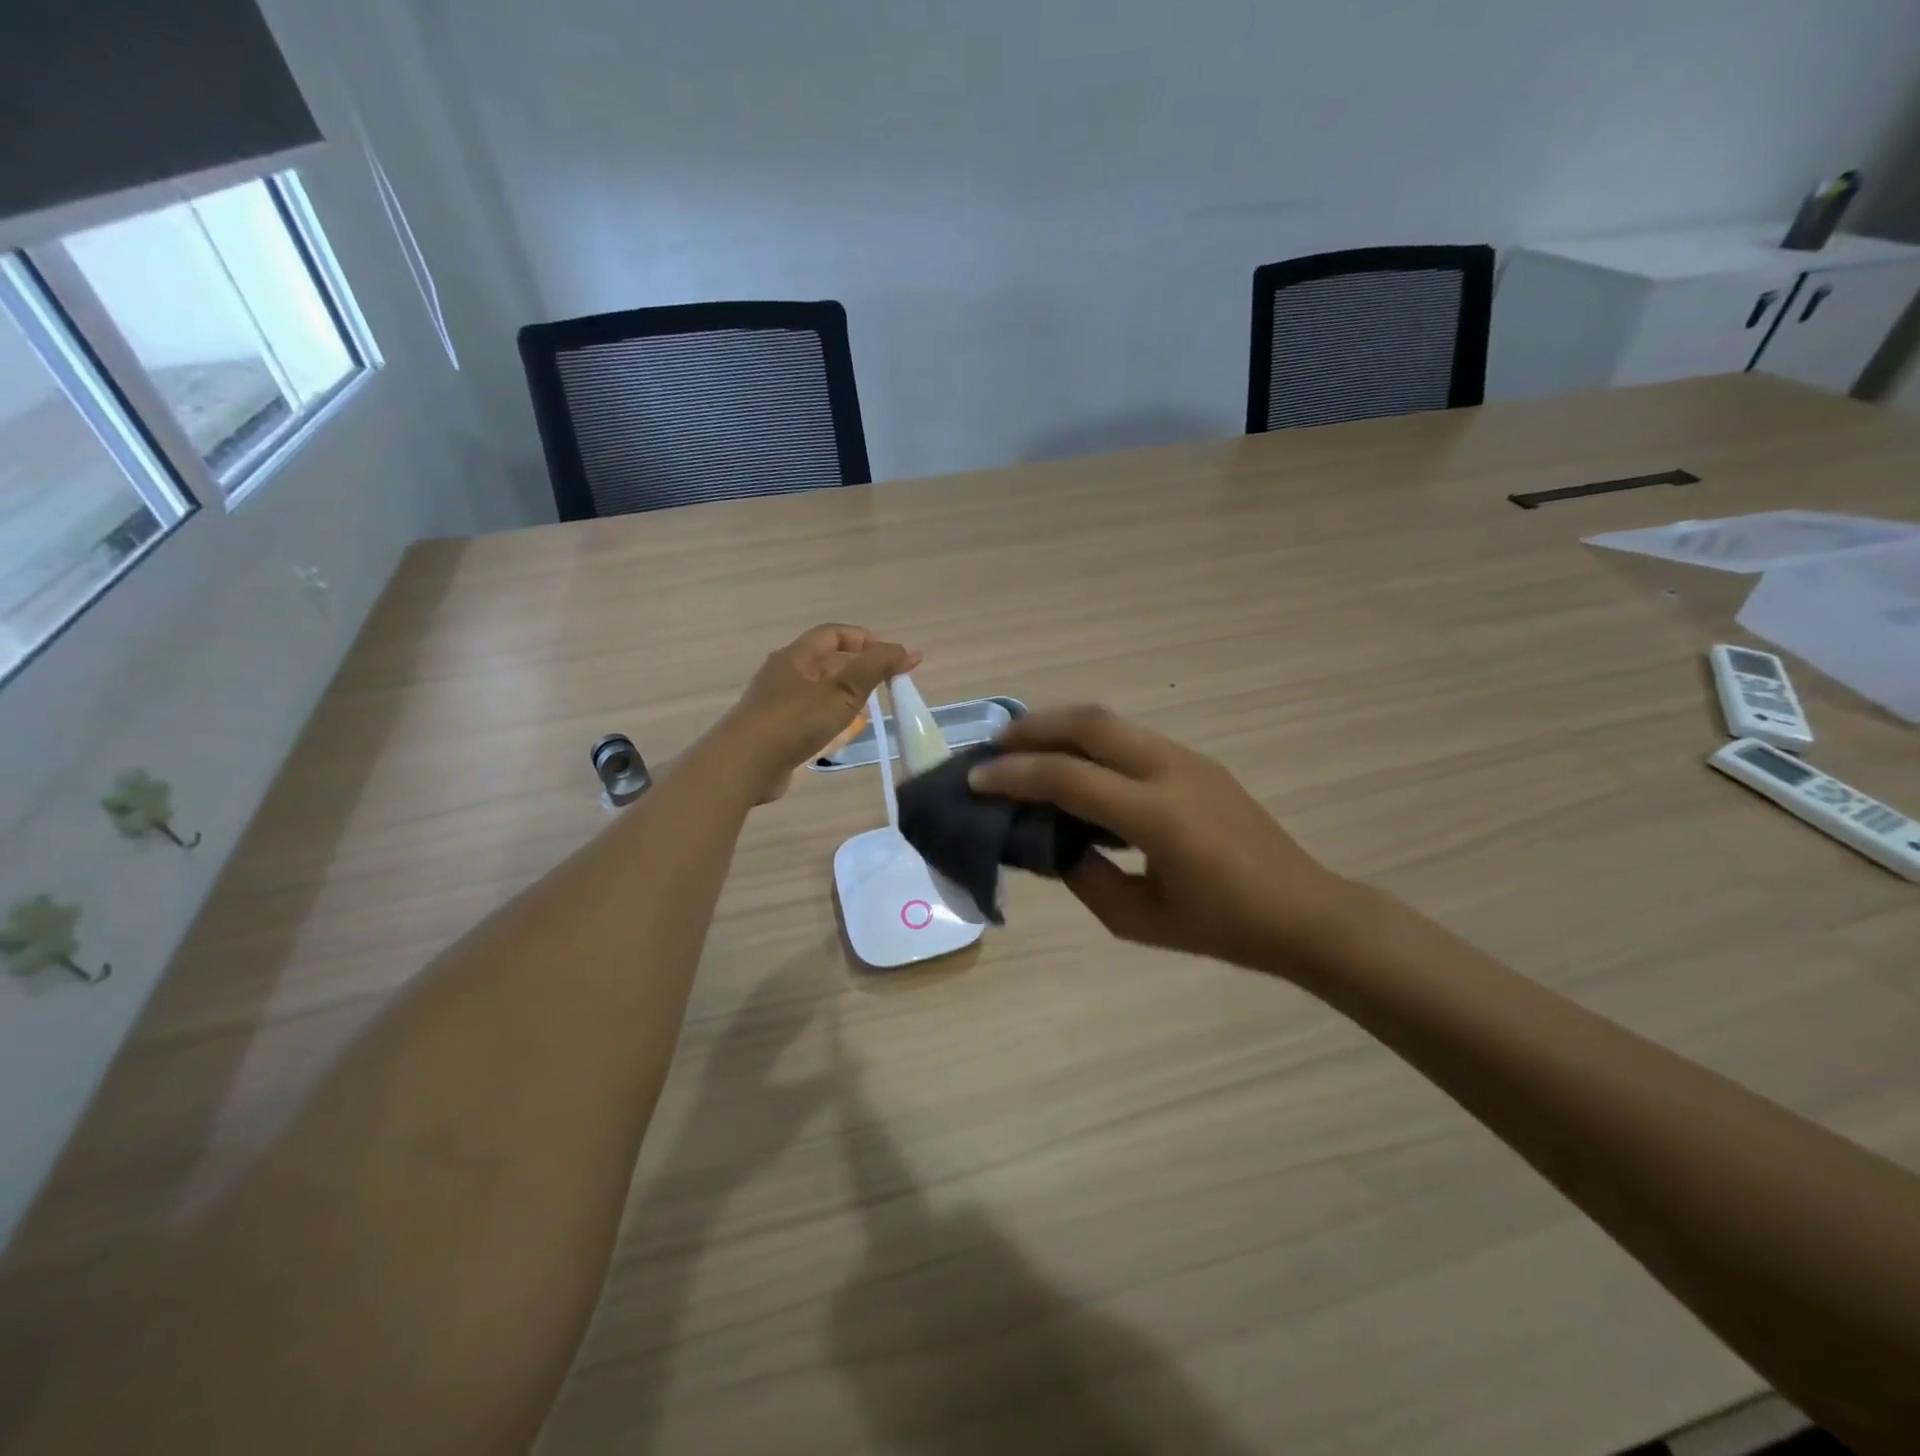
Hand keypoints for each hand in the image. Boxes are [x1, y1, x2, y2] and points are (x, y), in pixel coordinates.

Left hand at [721, 625, 919, 802]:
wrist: (743, 765)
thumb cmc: (795, 721)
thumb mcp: (842, 691)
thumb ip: (877, 668)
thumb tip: (911, 650)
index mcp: (796, 656)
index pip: (833, 634)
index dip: (864, 639)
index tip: (891, 657)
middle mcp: (783, 673)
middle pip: (825, 661)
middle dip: (857, 668)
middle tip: (884, 685)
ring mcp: (775, 703)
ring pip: (817, 689)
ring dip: (844, 695)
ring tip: (867, 710)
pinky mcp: (774, 730)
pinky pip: (808, 715)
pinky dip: (829, 718)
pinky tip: (840, 735)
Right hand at [969, 705, 1355, 975]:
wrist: (1303, 911)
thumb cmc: (1220, 926)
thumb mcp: (1137, 918)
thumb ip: (1084, 876)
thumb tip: (1052, 842)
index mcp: (1155, 816)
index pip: (1068, 778)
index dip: (1014, 776)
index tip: (976, 780)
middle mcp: (1169, 771)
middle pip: (1090, 723)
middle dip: (1034, 726)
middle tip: (995, 743)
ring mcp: (1188, 759)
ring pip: (1112, 721)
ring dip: (1062, 726)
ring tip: (1026, 746)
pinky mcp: (1197, 761)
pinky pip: (1132, 737)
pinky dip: (1092, 740)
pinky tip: (1077, 764)